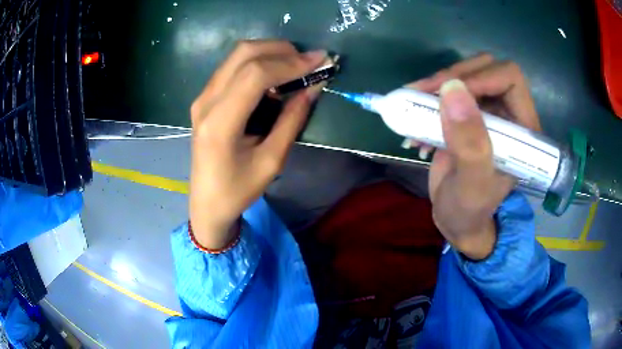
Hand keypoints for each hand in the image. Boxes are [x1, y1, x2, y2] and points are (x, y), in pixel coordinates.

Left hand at [189, 40, 326, 248]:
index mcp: (220, 123)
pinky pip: (232, 66)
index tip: (320, 61)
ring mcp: (202, 97)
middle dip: (281, 49)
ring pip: (237, 55)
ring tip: (296, 64)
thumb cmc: (238, 190)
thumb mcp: (272, 161)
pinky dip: (257, 62)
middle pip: (244, 54)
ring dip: (269, 52)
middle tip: (309, 60)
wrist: (207, 202)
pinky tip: (275, 74)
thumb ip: (292, 120)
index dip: (290, 63)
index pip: (255, 74)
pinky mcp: (205, 98)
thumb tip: (313, 87)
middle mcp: (206, 102)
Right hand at [406, 54, 541, 258]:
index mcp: (523, 127)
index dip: (480, 78)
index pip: (509, 79)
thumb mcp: (473, 186)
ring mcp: (486, 111)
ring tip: (412, 104)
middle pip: (485, 68)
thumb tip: (453, 90)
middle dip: (452, 76)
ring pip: (465, 74)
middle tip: (422, 94)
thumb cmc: (471, 210)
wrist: (456, 219)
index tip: (448, 94)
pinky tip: (414, 121)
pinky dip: (427, 98)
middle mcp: (508, 112)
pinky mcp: (467, 114)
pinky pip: (449, 89)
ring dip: (436, 86)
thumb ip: (470, 145)